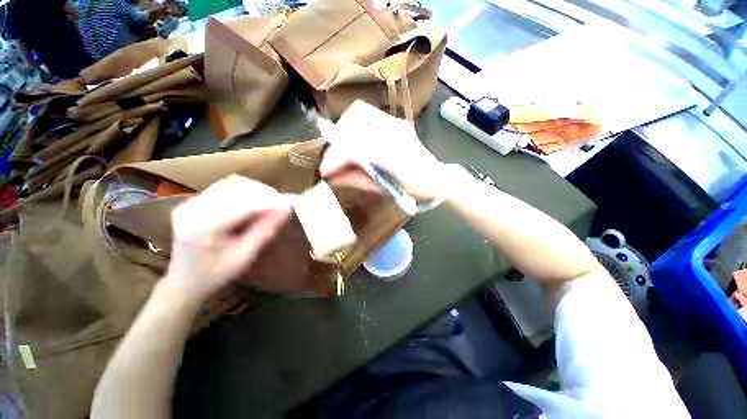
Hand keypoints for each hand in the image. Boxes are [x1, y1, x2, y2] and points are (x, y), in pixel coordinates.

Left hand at [161, 175, 290, 305]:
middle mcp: (192, 210)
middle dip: (262, 193)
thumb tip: (286, 209)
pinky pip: (224, 188)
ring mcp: (190, 203)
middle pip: (234, 188)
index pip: (241, 205)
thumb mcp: (245, 256)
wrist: (184, 281)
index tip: (288, 205)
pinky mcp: (193, 201)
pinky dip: (244, 191)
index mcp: (201, 228)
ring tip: (270, 202)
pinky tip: (254, 202)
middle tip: (281, 203)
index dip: (268, 202)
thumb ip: (265, 230)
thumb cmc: (216, 274)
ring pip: (230, 184)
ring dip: (254, 190)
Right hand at [319, 109, 450, 200]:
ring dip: (343, 128)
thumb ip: (358, 180)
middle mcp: (393, 132)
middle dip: (336, 145)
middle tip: (331, 162)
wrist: (437, 179)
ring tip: (339, 147)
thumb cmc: (414, 189)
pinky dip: (353, 123)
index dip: (335, 159)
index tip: (324, 171)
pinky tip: (352, 138)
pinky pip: (368, 114)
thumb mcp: (385, 189)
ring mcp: (395, 123)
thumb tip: (333, 178)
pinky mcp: (396, 122)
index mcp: (392, 154)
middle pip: (353, 127)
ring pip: (359, 113)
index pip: (354, 149)